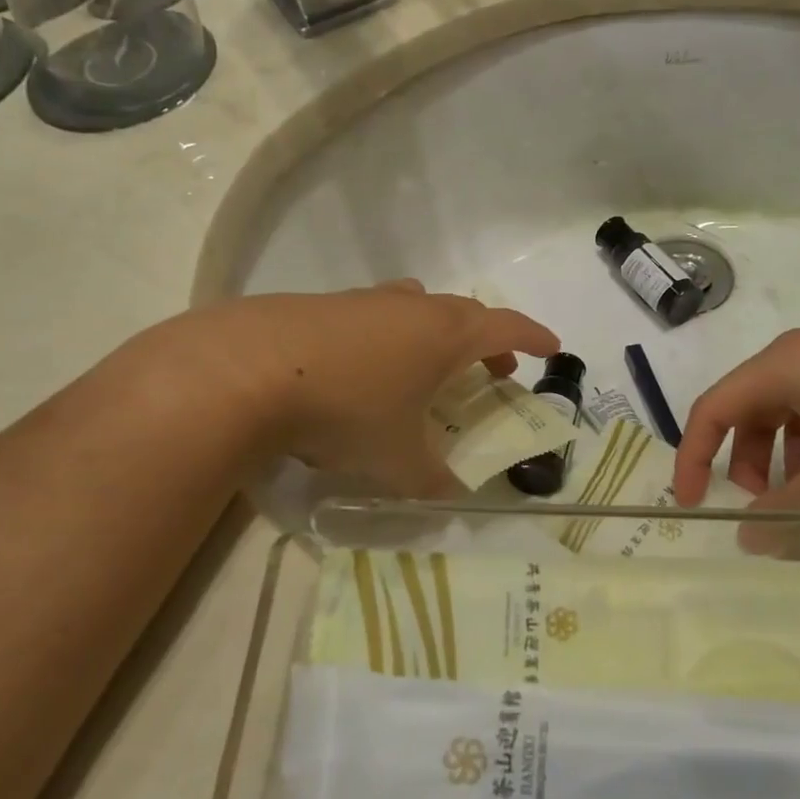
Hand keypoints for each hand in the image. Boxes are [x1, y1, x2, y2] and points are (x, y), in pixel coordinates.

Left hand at [145, 280, 558, 495]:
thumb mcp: (398, 459)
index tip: (553, 349)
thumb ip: (431, 481)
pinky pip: (375, 316)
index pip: (506, 326)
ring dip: (436, 333)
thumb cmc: (347, 410)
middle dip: (487, 340)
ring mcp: (364, 302)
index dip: (534, 337)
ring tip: (429, 366)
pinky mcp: (322, 306)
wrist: (246, 370)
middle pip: (464, 313)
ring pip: (417, 308)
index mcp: (444, 335)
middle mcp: (411, 308)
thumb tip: (448, 496)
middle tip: (495, 368)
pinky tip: (364, 371)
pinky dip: (389, 338)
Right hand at [673, 324, 799, 512]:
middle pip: (751, 405)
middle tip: (766, 506)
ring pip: (792, 405)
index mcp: (785, 365)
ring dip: (786, 453)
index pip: (713, 407)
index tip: (694, 504)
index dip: (693, 457)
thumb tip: (750, 538)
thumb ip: (786, 514)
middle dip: (745, 459)